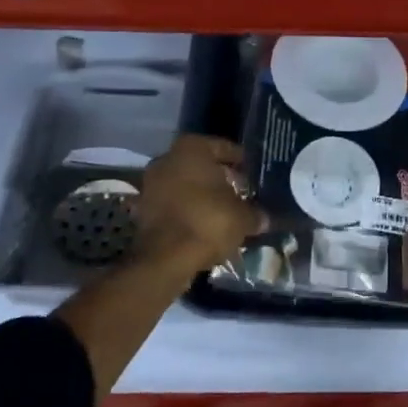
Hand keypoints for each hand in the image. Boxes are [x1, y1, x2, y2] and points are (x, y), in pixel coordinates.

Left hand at [134, 135, 265, 279]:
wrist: (165, 259)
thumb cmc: (207, 222)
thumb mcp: (242, 217)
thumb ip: (254, 213)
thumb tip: (264, 218)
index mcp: (192, 148)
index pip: (224, 148)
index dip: (240, 161)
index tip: (252, 173)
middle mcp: (168, 158)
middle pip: (201, 165)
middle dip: (219, 178)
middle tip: (240, 191)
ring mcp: (152, 183)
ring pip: (185, 185)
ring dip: (202, 196)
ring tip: (224, 211)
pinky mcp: (143, 209)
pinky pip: (173, 204)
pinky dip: (187, 212)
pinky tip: (204, 225)